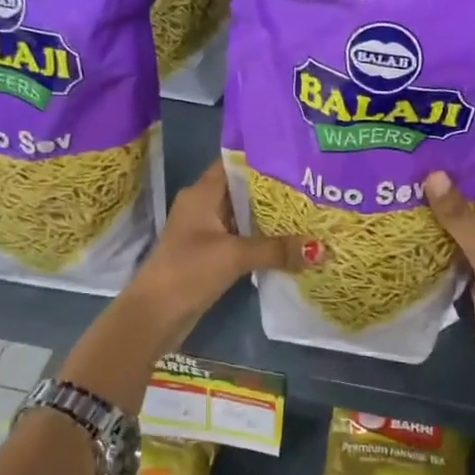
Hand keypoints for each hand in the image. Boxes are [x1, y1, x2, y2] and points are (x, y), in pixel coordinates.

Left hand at [130, 161, 319, 336]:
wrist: (154, 315)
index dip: (263, 159)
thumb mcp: (235, 256)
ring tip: (308, 213)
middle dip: (274, 191)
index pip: (234, 164)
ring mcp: (204, 231)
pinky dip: (261, 239)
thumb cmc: (189, 271)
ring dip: (269, 218)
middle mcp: (202, 205)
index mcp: (202, 193)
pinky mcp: (209, 254)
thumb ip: (276, 249)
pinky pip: (240, 238)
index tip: (297, 160)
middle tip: (312, 188)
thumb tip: (320, 249)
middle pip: (242, 190)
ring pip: (243, 216)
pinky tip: (288, 243)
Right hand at [424, 172, 474, 411]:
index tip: (435, 146)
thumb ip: (461, 219)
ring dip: (439, 215)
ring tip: (400, 188)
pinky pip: (456, 253)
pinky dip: (437, 242)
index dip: (471, 163)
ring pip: (465, 228)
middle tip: (408, 164)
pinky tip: (406, 227)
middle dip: (448, 187)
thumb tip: (432, 175)